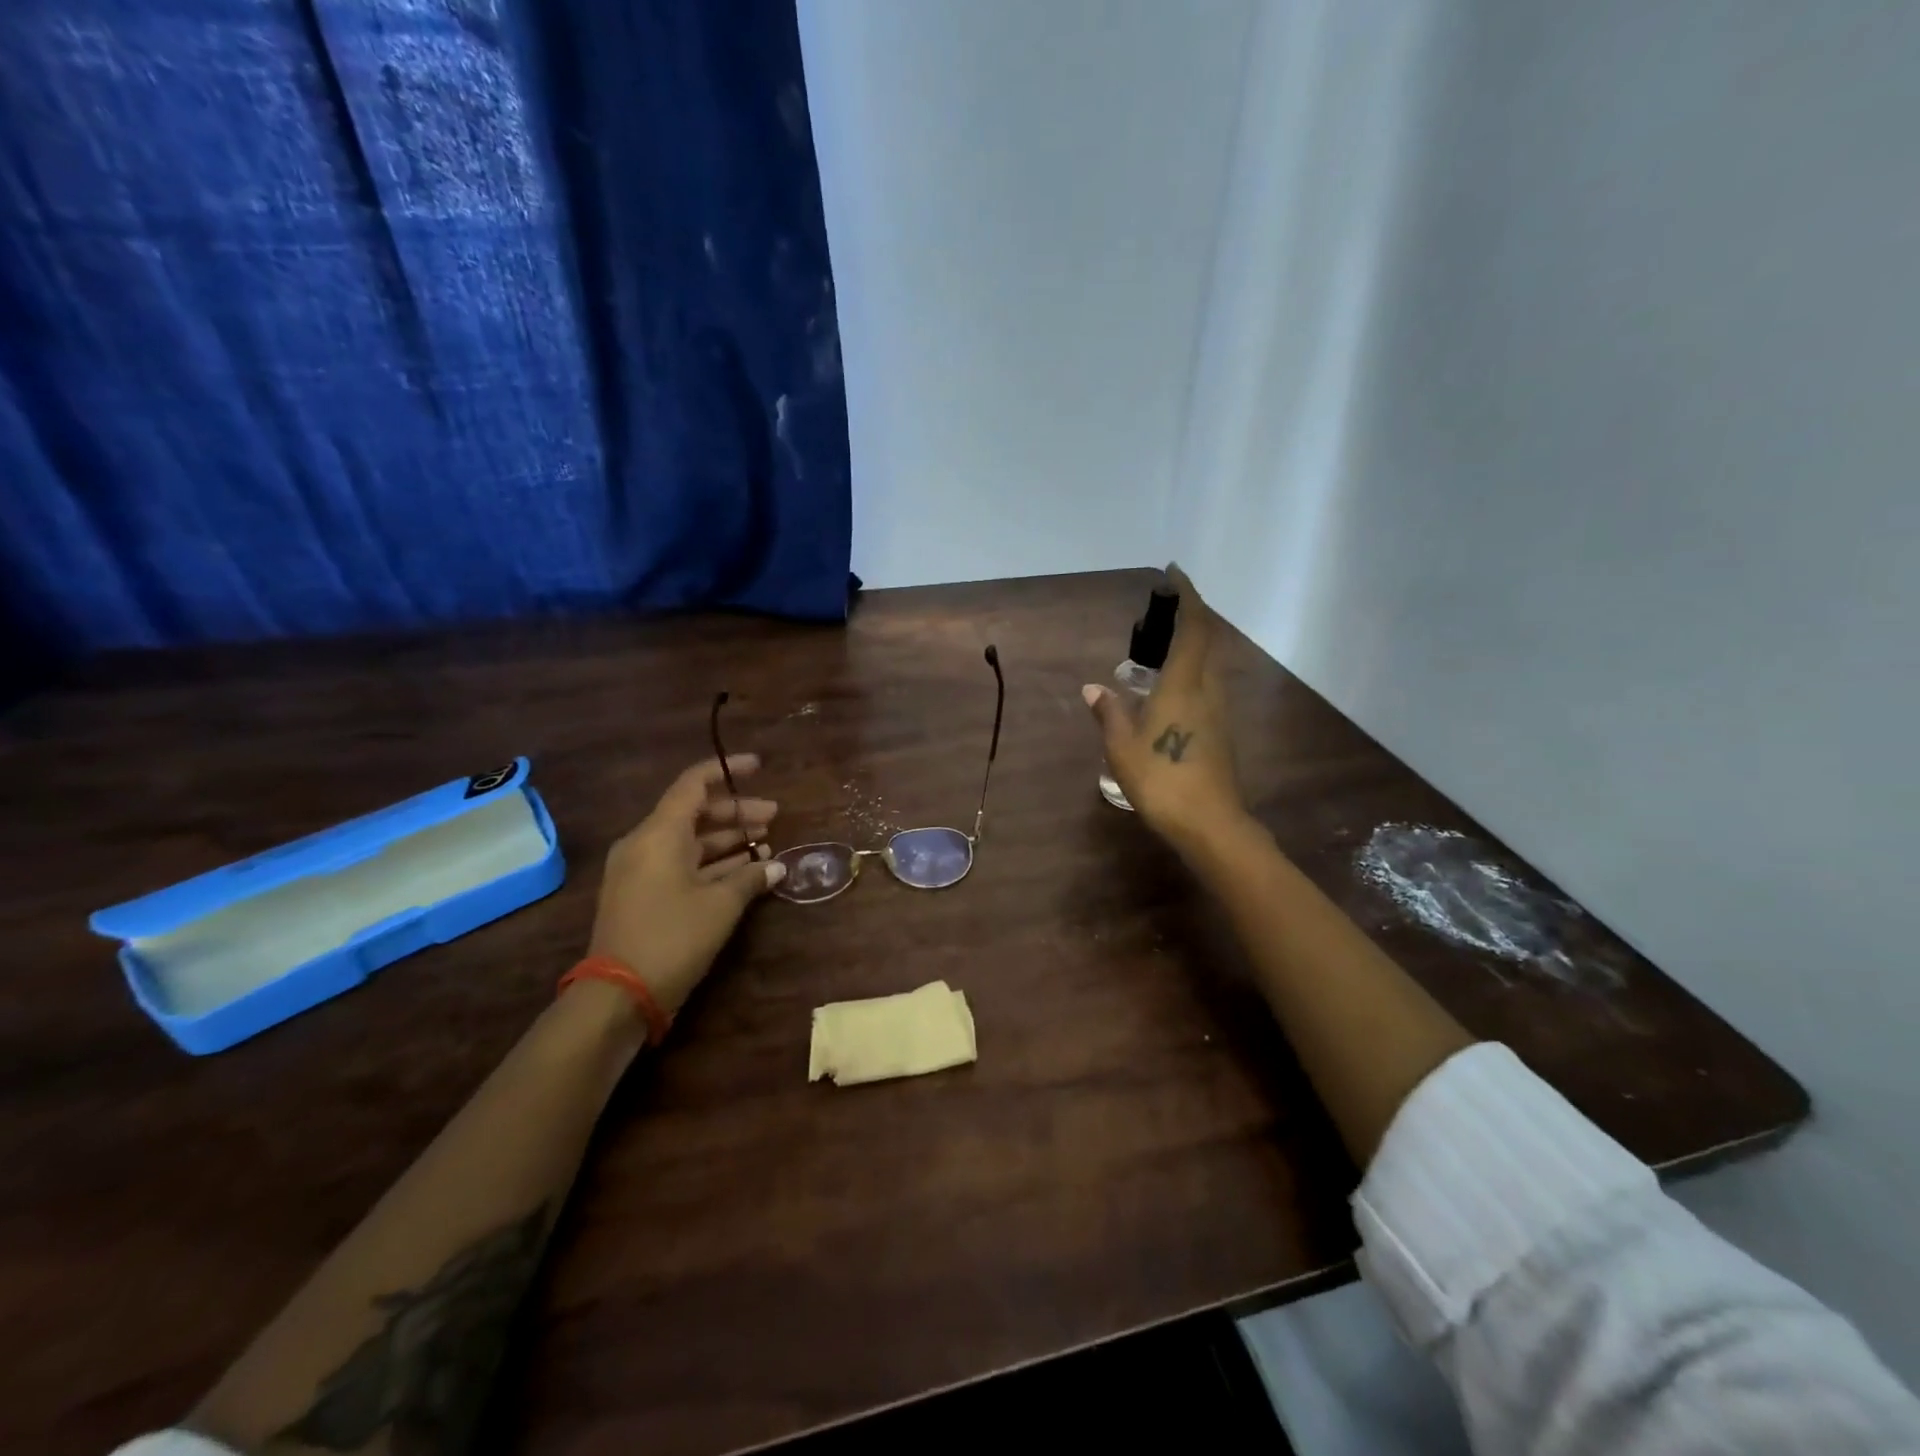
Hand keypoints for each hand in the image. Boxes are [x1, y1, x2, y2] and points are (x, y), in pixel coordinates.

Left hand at [586, 755, 786, 1017]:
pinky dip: (711, 863)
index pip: (693, 784)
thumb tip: (776, 866)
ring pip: (689, 841)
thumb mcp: (721, 905)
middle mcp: (644, 843)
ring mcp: (640, 870)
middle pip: (695, 813)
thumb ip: (751, 877)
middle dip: (737, 813)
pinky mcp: (641, 894)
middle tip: (774, 816)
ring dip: (728, 840)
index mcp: (659, 834)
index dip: (727, 771)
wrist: (618, 996)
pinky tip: (744, 871)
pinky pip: (680, 864)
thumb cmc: (673, 937)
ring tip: (766, 845)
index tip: (758, 766)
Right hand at [1083, 565, 1248, 856]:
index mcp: (1185, 685)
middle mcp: (1208, 690)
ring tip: (1159, 649)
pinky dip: (1191, 673)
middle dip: (1189, 618)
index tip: (1173, 574)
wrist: (1211, 824)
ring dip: (1191, 646)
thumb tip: (1093, 688)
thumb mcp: (1122, 747)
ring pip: (1209, 664)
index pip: (1194, 627)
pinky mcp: (1222, 731)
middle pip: (1207, 641)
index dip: (1187, 596)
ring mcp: (1220, 711)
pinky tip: (1168, 690)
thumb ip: (1110, 712)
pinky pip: (1207, 686)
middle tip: (1159, 614)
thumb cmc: (1162, 780)